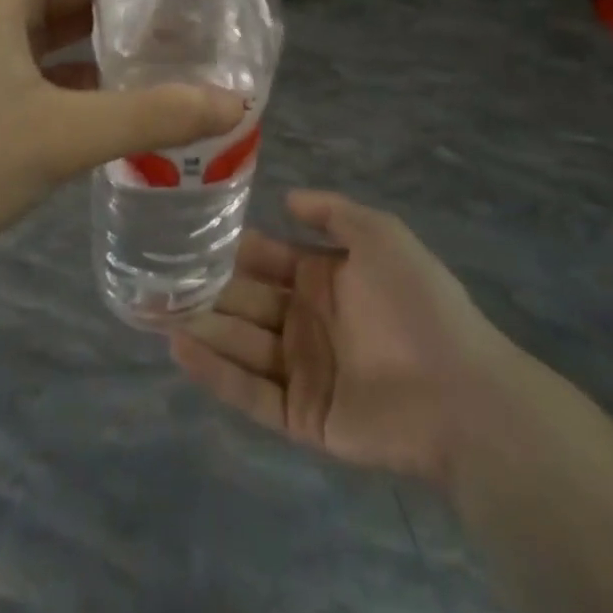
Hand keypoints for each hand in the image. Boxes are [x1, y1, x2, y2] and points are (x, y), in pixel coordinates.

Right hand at [171, 190, 542, 487]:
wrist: (460, 392)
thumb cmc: (417, 303)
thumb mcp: (381, 235)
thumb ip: (333, 212)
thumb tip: (287, 197)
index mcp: (324, 279)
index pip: (266, 259)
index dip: (231, 249)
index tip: (188, 237)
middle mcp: (307, 321)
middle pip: (246, 302)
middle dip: (204, 290)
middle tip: (153, 279)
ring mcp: (302, 370)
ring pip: (241, 344)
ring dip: (201, 327)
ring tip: (152, 311)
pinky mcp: (301, 415)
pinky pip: (250, 392)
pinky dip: (215, 372)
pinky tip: (179, 348)